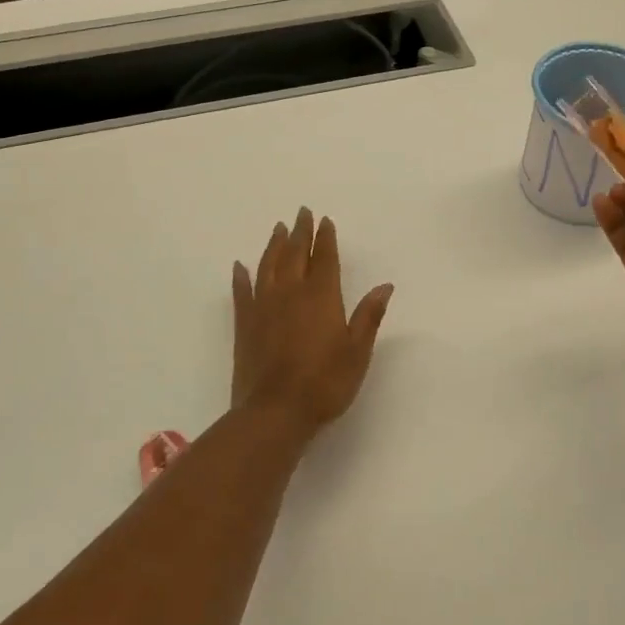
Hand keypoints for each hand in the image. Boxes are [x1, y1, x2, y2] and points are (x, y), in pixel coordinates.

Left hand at [232, 207, 394, 436]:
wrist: (274, 412)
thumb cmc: (324, 383)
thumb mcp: (357, 352)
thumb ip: (368, 316)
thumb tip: (385, 285)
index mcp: (321, 297)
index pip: (324, 259)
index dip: (326, 238)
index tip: (325, 220)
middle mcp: (290, 293)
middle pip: (295, 254)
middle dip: (300, 232)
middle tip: (302, 212)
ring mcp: (263, 307)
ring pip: (268, 266)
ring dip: (274, 245)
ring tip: (278, 229)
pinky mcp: (244, 325)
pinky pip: (241, 292)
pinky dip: (241, 277)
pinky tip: (239, 266)